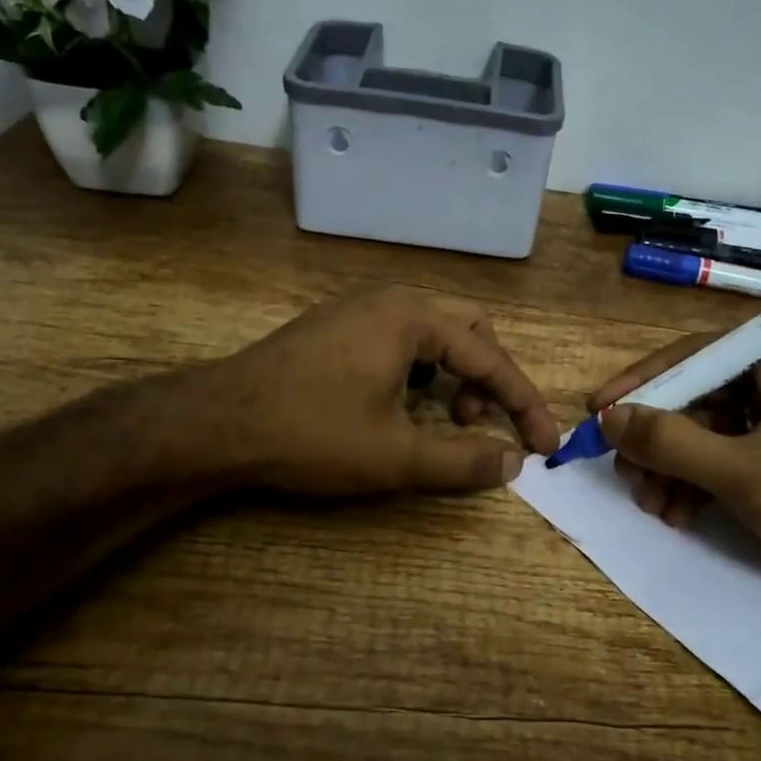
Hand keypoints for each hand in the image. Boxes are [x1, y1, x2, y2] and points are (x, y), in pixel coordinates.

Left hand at [175, 285, 559, 495]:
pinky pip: (400, 338)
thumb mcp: (395, 457)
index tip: (547, 445)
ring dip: (454, 374)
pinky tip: (403, 404)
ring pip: (433, 332)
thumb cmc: (311, 434)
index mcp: (412, 317)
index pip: (490, 358)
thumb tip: (512, 462)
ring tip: (445, 418)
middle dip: (489, 378)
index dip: (524, 405)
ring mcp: (358, 308)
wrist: (214, 424)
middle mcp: (390, 299)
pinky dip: (421, 369)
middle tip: (481, 423)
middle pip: (469, 329)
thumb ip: (463, 460)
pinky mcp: (335, 326)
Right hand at [589, 328, 760, 637]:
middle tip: (627, 475)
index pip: (700, 353)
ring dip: (676, 467)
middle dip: (661, 440)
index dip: (643, 383)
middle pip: (702, 393)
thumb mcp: (743, 475)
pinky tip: (681, 514)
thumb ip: (670, 442)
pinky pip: (730, 451)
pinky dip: (702, 480)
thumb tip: (607, 418)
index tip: (597, 410)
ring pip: (711, 427)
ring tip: (654, 507)